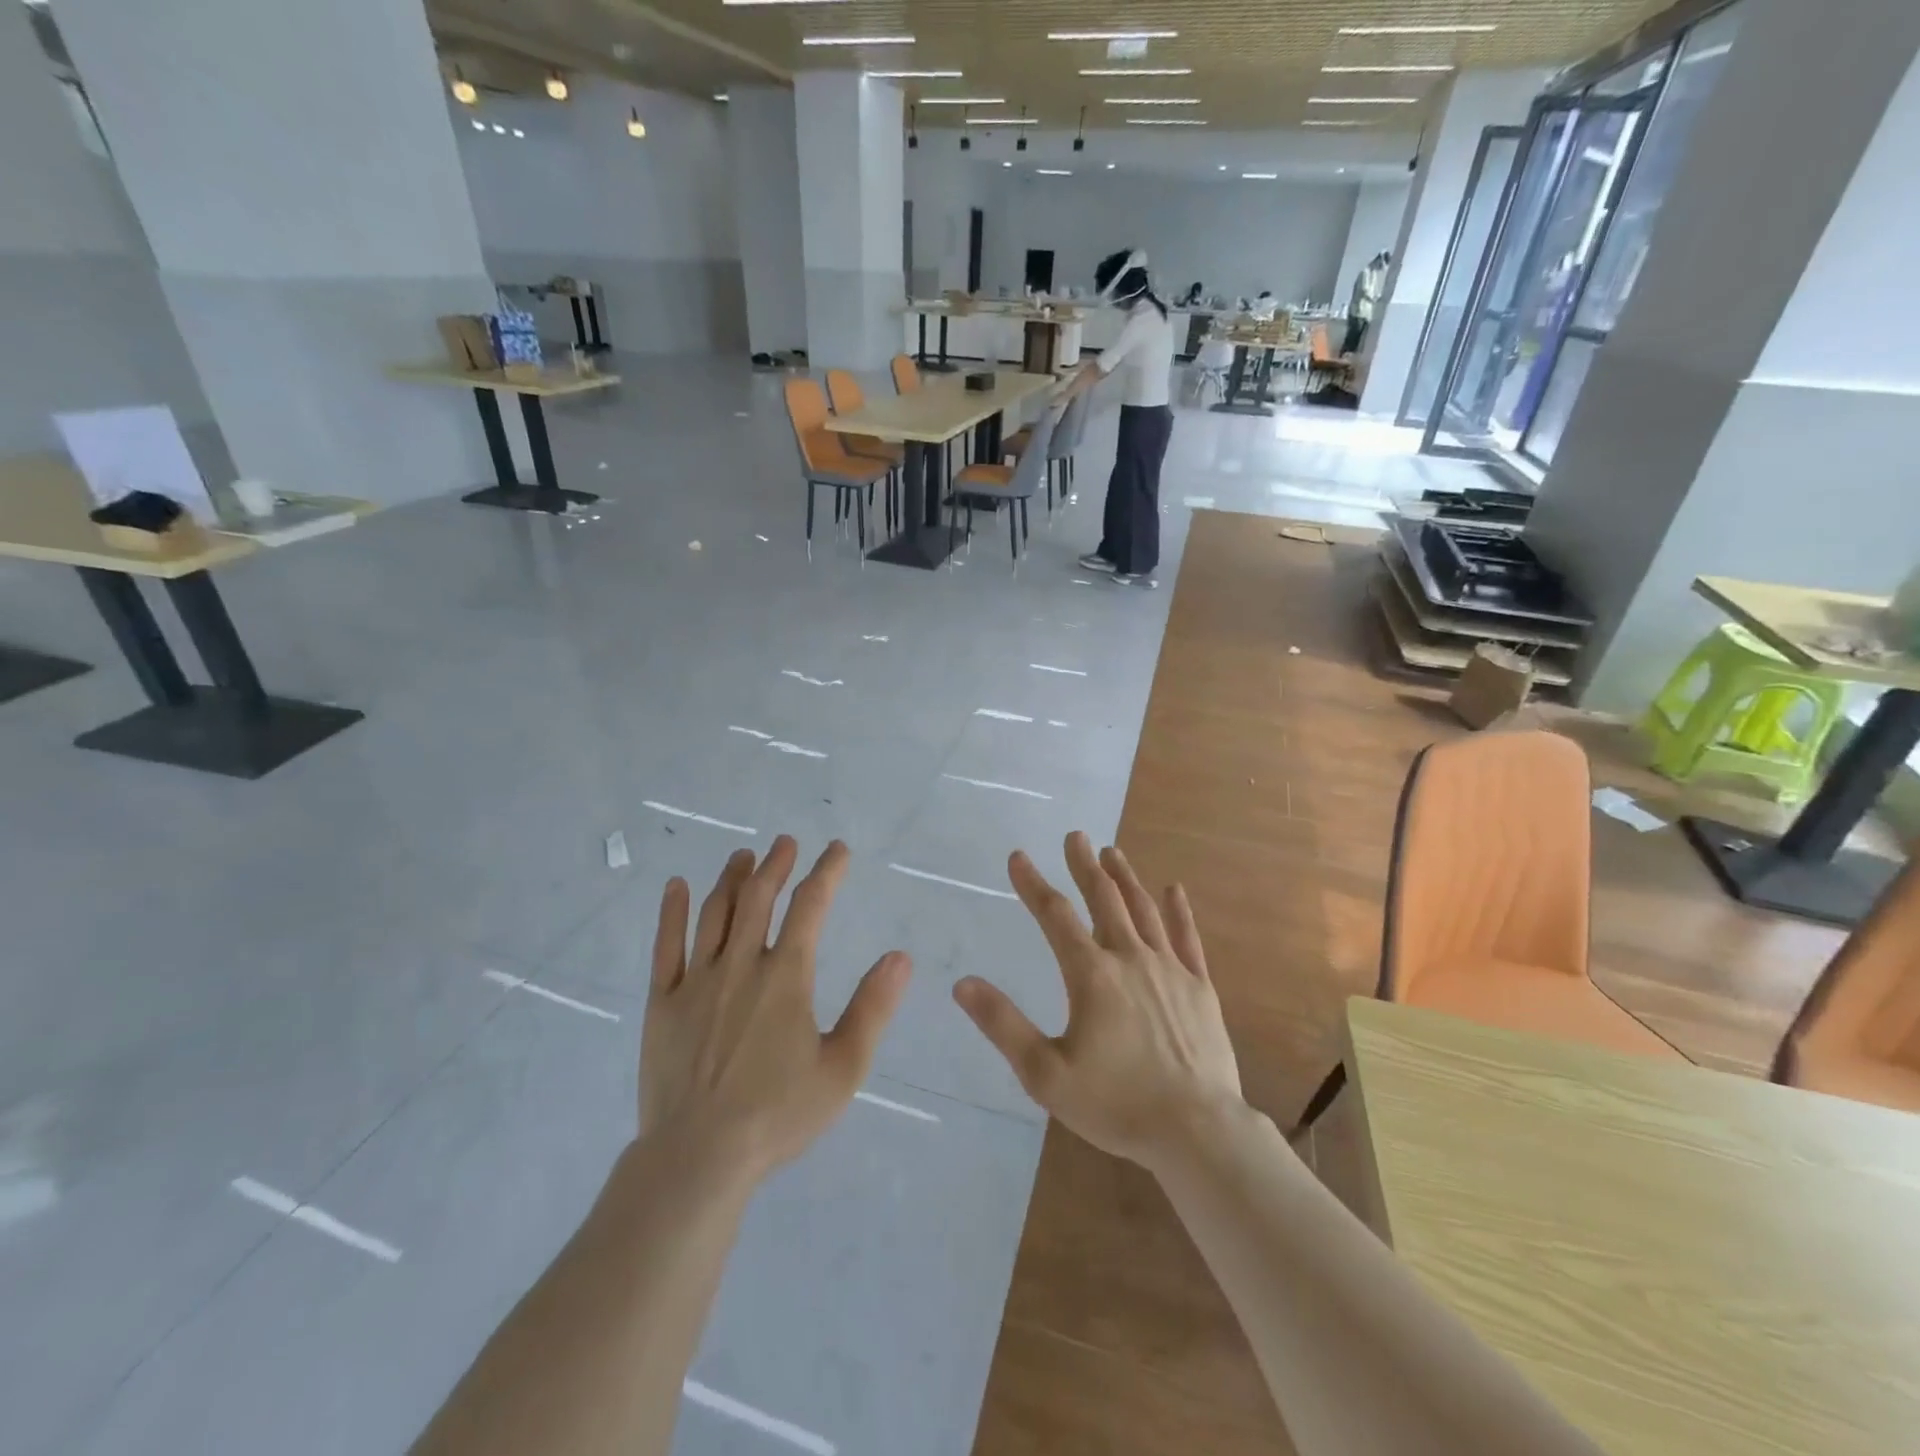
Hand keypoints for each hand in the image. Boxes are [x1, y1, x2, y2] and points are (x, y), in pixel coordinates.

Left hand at [642, 837, 910, 1183]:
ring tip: (744, 856)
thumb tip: (899, 957)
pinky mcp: (663, 1002)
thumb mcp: (843, 1067)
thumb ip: (872, 1008)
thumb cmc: (778, 1114)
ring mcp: (697, 981)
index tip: (837, 851)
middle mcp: (741, 965)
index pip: (810, 906)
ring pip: (715, 913)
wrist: (698, 1158)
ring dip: (732, 878)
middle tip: (786, 843)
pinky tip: (677, 886)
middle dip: (776, 865)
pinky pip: (666, 945)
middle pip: (759, 898)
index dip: (826, 872)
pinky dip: (673, 911)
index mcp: (786, 976)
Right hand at [954, 832, 1242, 1171]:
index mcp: (1091, 975)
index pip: (1055, 916)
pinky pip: (1187, 939)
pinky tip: (1173, 889)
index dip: (1033, 884)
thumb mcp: (1045, 1073)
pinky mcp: (1200, 988)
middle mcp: (1130, 959)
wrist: (1198, 1132)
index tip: (1018, 857)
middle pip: (1104, 900)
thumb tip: (962, 983)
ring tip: (1111, 852)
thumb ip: (1003, 1024)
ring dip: (1125, 878)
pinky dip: (1178, 911)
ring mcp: (1170, 970)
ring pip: (1143, 911)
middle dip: (1084, 866)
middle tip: (1075, 835)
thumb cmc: (1116, 1105)